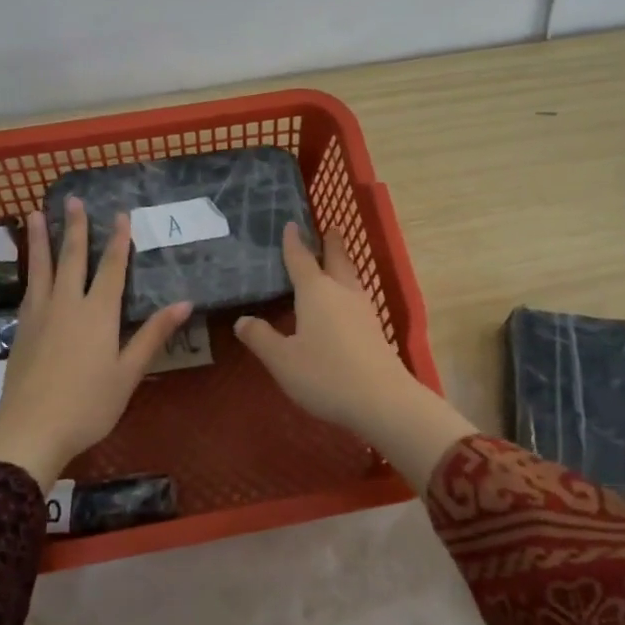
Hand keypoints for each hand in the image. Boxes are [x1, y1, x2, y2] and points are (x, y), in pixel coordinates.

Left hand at [0, 197, 191, 490]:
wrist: (31, 429)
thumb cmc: (89, 405)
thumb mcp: (129, 372)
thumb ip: (153, 334)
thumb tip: (184, 302)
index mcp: (98, 313)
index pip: (111, 268)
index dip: (118, 240)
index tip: (120, 214)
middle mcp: (68, 304)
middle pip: (72, 258)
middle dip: (75, 227)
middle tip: (73, 200)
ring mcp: (40, 315)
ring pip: (42, 268)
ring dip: (41, 240)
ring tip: (35, 213)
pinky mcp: (22, 329)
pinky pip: (29, 288)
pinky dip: (30, 270)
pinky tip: (31, 268)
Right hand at [234, 224, 475, 492]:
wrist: (382, 399)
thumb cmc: (325, 375)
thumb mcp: (283, 360)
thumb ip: (261, 338)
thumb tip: (242, 320)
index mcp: (315, 292)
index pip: (301, 259)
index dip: (293, 242)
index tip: (291, 224)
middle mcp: (341, 292)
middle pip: (336, 260)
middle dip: (331, 243)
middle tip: (330, 227)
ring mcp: (362, 310)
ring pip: (350, 277)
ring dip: (343, 263)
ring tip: (337, 258)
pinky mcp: (374, 329)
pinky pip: (357, 296)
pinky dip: (348, 287)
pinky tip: (345, 301)